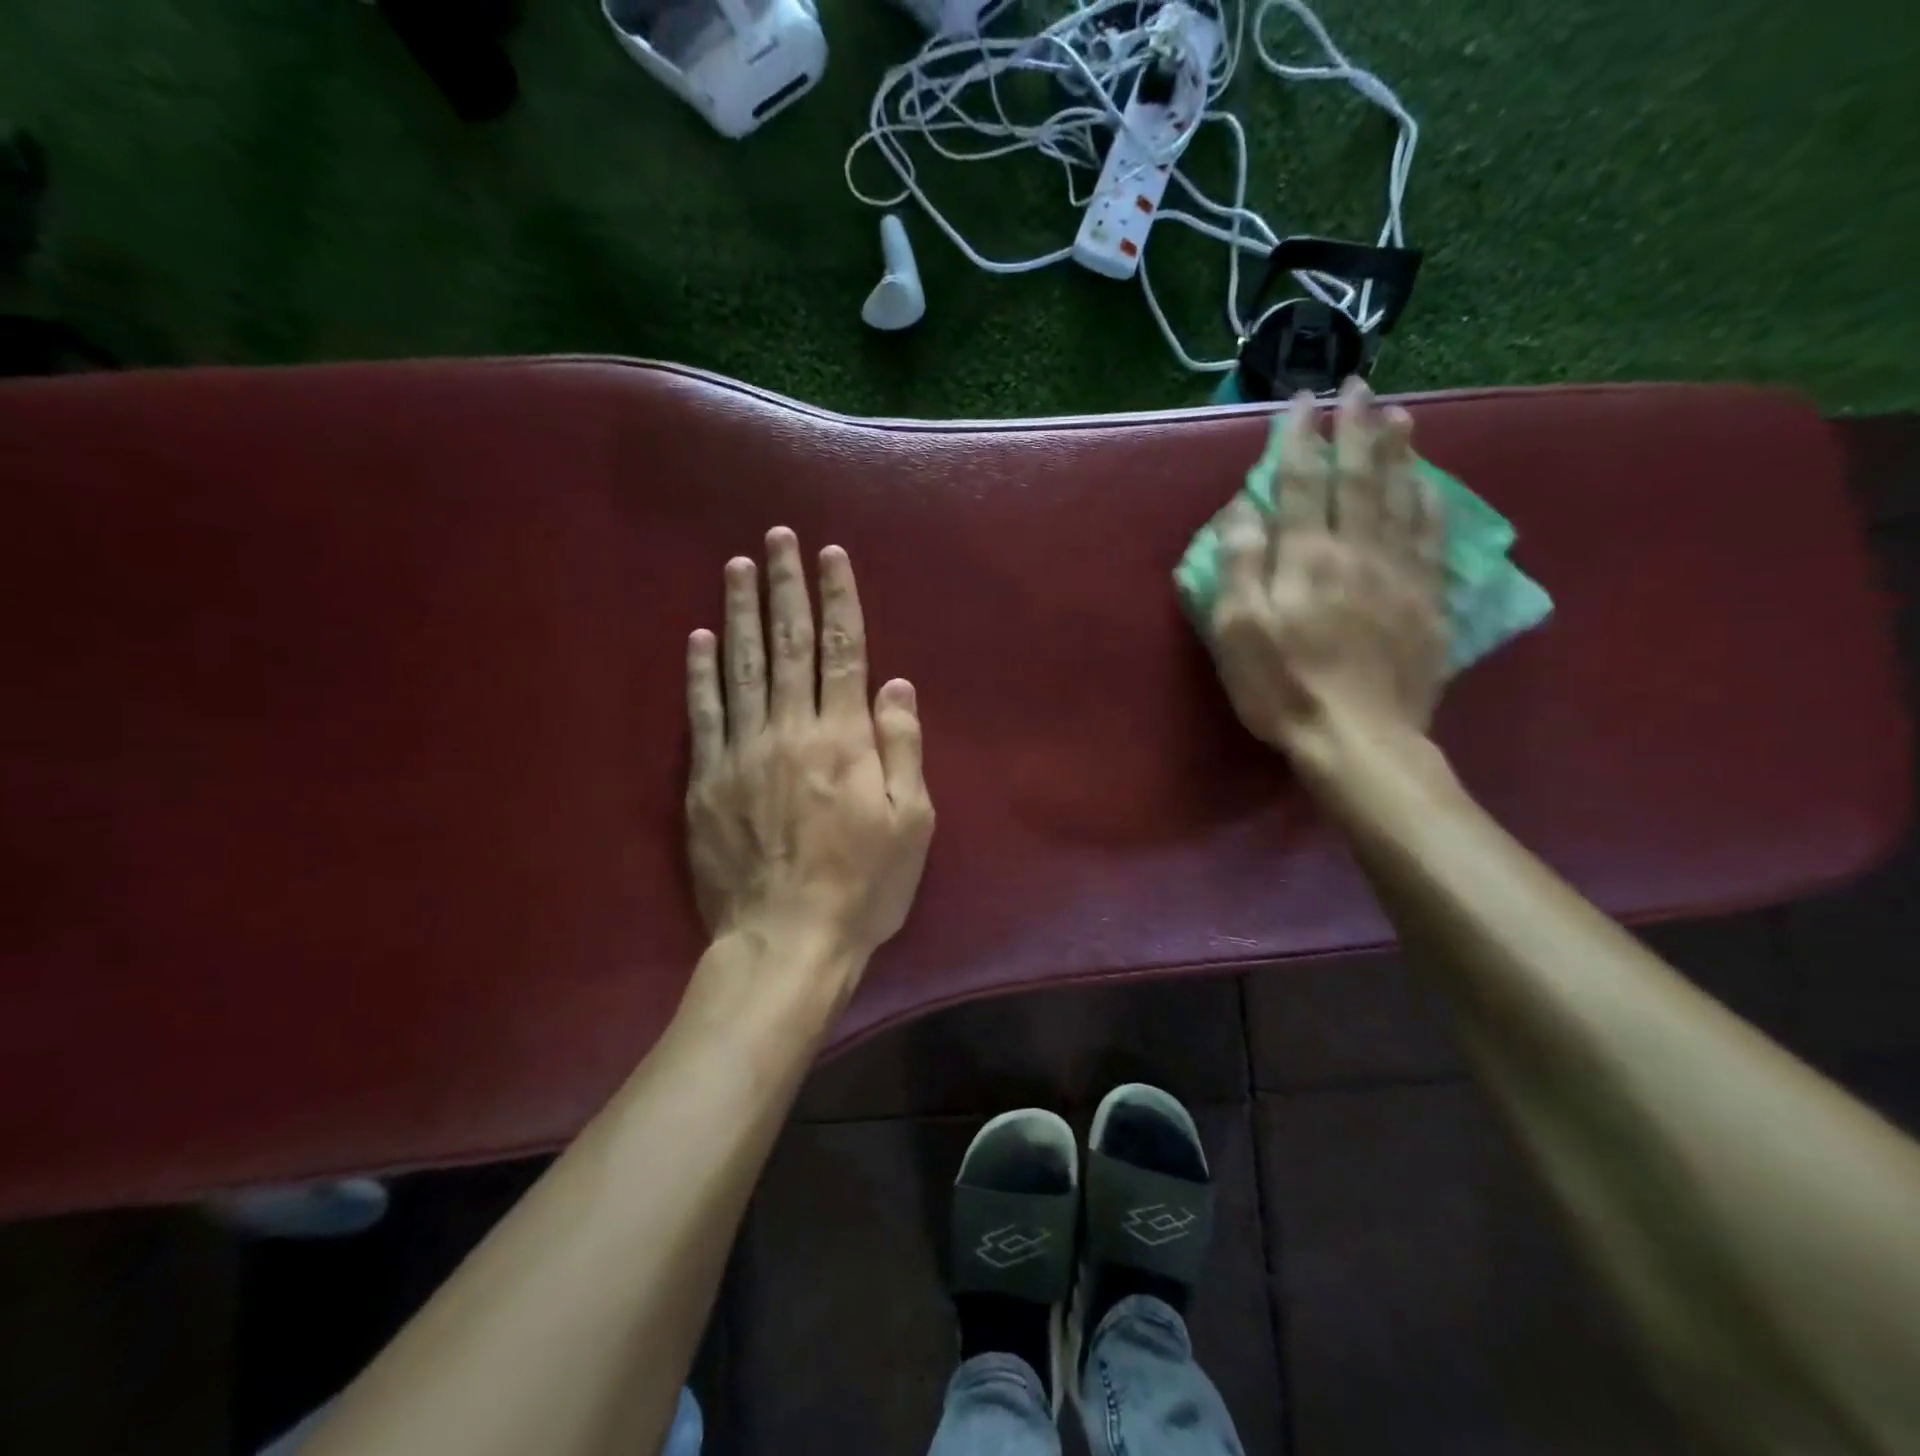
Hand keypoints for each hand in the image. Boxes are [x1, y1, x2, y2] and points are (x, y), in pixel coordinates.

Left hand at [685, 527, 933, 981]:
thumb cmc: (863, 886)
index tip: (831, 554)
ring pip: (740, 666)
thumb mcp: (912, 822)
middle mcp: (792, 730)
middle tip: (778, 537)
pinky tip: (698, 636)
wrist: (787, 941)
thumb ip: (903, 746)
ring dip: (740, 611)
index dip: (839, 598)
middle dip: (786, 586)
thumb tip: (896, 683)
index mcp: (845, 738)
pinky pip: (701, 714)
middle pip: (788, 644)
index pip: (843, 650)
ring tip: (737, 564)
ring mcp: (743, 752)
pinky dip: (699, 672)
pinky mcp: (707, 781)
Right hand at [1210, 378, 1447, 771]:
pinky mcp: (1427, 601)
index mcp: (1306, 558)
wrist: (1359, 739)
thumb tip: (1241, 508)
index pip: (1302, 482)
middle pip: (1359, 477)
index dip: (1299, 438)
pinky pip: (1432, 538)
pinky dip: (1429, 502)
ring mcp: (1399, 574)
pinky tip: (1429, 485)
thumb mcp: (1238, 632)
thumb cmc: (1283, 688)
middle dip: (1355, 427)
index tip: (1300, 400)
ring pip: (1401, 497)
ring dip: (1397, 452)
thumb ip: (1239, 565)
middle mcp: (1357, 552)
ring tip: (1398, 415)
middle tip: (1358, 385)